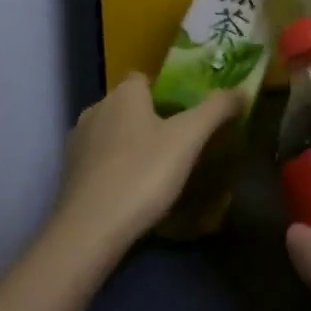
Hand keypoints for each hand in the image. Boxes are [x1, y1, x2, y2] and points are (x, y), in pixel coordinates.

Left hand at [56, 73, 243, 250]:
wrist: (88, 232)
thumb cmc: (142, 174)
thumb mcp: (189, 138)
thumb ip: (217, 109)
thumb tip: (243, 90)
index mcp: (124, 94)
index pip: (144, 77)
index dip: (165, 90)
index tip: (187, 111)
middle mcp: (96, 109)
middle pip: (129, 105)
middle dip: (150, 118)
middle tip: (179, 141)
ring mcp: (78, 143)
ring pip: (113, 133)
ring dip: (131, 144)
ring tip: (158, 169)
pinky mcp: (68, 176)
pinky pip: (100, 161)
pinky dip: (115, 168)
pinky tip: (133, 191)